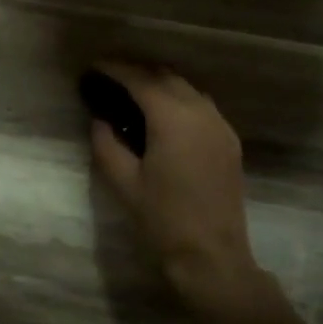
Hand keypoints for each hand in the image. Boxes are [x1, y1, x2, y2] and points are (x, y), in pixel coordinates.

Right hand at [86, 60, 256, 289]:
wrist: (211, 256)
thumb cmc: (162, 219)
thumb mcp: (122, 182)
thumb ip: (106, 143)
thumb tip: (100, 120)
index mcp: (173, 118)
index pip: (140, 79)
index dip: (115, 69)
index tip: (94, 67)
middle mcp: (201, 111)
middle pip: (166, 76)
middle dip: (137, 71)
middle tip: (109, 78)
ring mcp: (220, 125)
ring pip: (186, 88)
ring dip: (159, 83)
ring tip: (132, 93)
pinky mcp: (228, 141)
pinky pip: (201, 105)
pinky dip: (178, 99)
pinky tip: (161, 115)